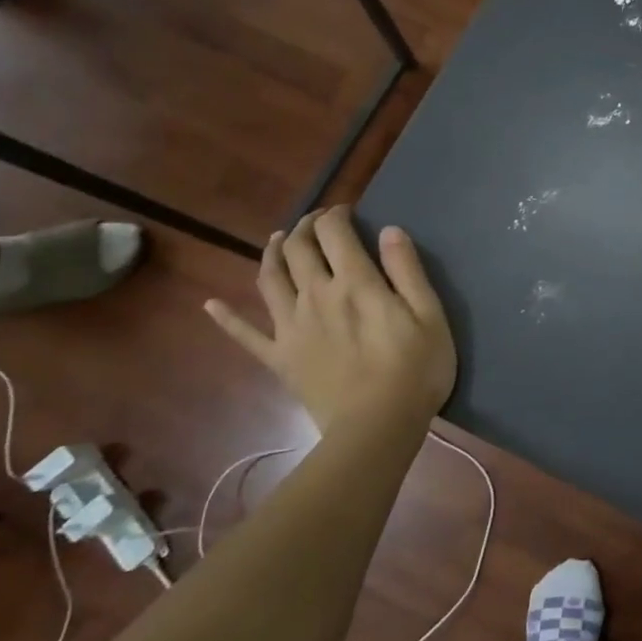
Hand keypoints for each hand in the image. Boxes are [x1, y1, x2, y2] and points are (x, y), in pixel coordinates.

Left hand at [204, 208, 456, 431]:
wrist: (377, 428)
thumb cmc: (415, 370)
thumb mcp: (430, 316)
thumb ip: (407, 270)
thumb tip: (389, 230)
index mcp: (354, 283)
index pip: (334, 233)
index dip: (336, 215)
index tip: (346, 212)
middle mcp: (314, 295)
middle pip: (297, 249)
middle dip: (304, 227)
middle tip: (317, 223)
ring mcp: (290, 326)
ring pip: (269, 279)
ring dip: (271, 253)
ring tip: (277, 241)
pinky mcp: (279, 357)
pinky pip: (245, 335)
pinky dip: (226, 318)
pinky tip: (211, 305)